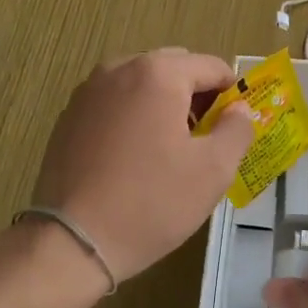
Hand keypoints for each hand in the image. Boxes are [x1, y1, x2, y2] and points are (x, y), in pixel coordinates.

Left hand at [31, 49, 254, 280]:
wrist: (73, 241)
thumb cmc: (152, 202)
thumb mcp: (213, 170)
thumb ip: (237, 129)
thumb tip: (239, 109)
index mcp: (158, 73)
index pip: (211, 66)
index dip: (232, 93)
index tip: (235, 126)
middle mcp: (119, 68)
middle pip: (174, 69)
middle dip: (196, 96)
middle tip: (205, 139)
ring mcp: (88, 91)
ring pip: (141, 84)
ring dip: (162, 105)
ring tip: (169, 150)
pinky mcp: (69, 117)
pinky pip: (113, 103)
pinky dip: (132, 117)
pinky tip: (133, 158)